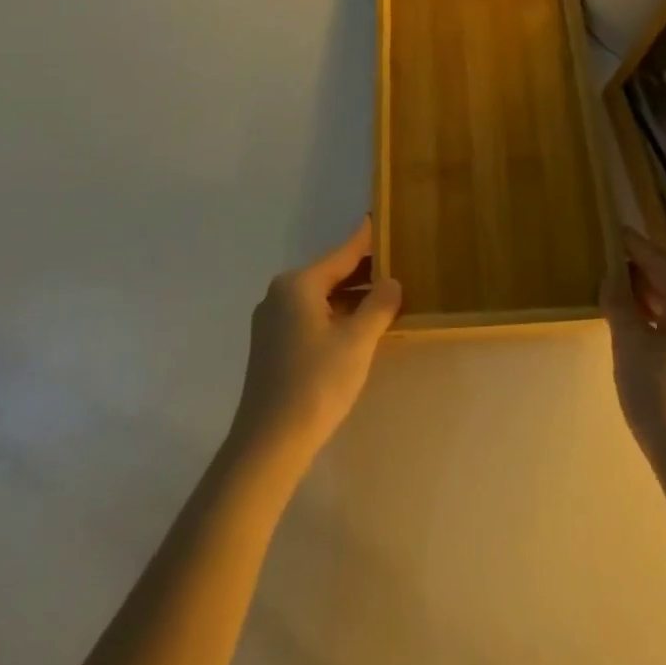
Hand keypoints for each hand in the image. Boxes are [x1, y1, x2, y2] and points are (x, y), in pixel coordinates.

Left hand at [230, 219, 401, 464]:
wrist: (268, 445)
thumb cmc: (316, 383)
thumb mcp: (357, 341)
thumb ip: (379, 305)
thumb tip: (392, 282)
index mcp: (298, 284)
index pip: (342, 254)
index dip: (365, 240)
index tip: (380, 220)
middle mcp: (280, 294)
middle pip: (330, 275)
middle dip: (363, 273)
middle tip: (397, 266)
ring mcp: (271, 322)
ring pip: (320, 298)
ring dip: (351, 298)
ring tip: (386, 299)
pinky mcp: (271, 347)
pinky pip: (310, 317)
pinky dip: (335, 316)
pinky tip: (357, 328)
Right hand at [601, 227, 665, 484]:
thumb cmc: (661, 396)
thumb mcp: (629, 344)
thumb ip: (619, 303)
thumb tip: (613, 276)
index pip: (657, 261)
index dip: (631, 245)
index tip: (612, 227)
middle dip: (637, 271)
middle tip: (606, 261)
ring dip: (646, 297)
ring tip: (614, 290)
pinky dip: (658, 318)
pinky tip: (636, 326)